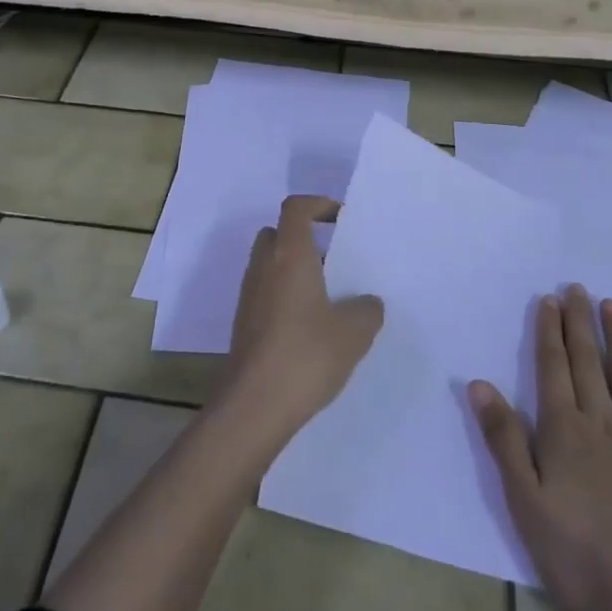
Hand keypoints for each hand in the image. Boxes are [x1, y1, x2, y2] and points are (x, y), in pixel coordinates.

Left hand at [223, 195, 383, 439]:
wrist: (253, 406)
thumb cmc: (305, 355)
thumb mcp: (353, 332)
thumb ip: (367, 310)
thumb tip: (367, 302)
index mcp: (289, 255)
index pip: (295, 208)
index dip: (318, 204)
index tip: (341, 219)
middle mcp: (264, 267)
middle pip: (278, 233)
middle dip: (305, 239)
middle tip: (334, 261)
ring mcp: (249, 295)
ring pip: (270, 265)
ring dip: (295, 271)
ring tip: (328, 298)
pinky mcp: (244, 323)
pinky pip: (266, 293)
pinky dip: (285, 297)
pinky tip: (310, 328)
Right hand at [470, 285, 611, 610]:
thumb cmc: (582, 556)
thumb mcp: (526, 502)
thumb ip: (505, 440)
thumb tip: (479, 382)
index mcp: (564, 430)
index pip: (552, 368)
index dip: (548, 331)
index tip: (548, 298)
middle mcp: (604, 422)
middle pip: (588, 362)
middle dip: (579, 323)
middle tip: (576, 287)